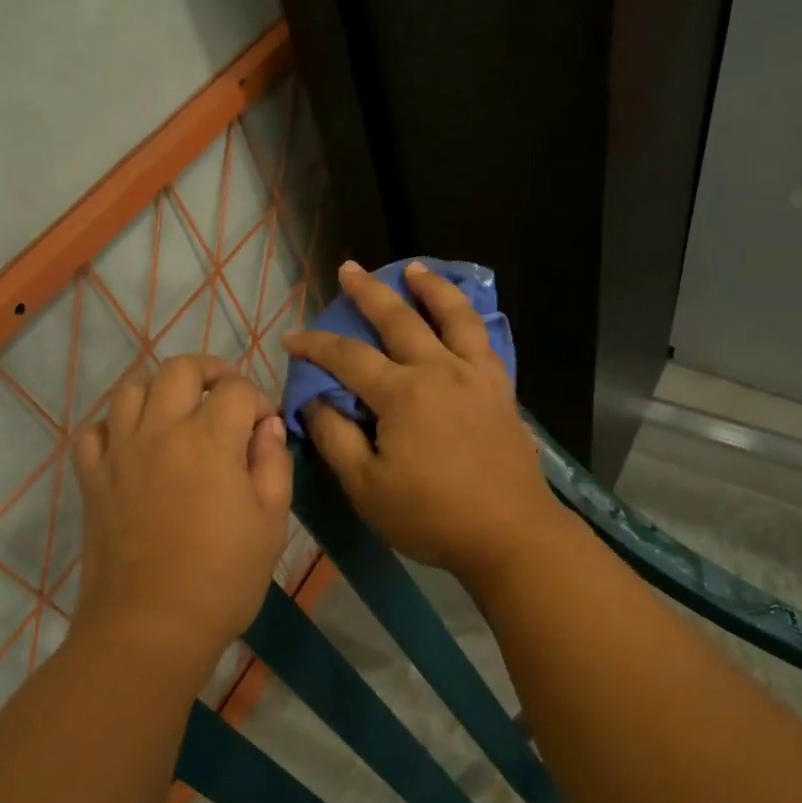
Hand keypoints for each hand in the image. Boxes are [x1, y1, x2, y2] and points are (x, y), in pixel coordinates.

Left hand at [71, 355, 290, 675]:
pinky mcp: (92, 478)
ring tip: (180, 411)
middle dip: (211, 371)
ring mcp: (119, 452)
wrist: (150, 629)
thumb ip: (273, 463)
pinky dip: (116, 425)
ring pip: (131, 387)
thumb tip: (267, 427)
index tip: (267, 428)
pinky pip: (95, 430)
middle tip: (227, 397)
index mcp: (209, 439)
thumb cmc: (223, 578)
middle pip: (180, 369)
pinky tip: (135, 445)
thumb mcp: (271, 522)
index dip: (259, 401)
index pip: (237, 390)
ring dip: (161, 389)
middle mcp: (160, 431)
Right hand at [285, 261, 566, 585]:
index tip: (291, 338)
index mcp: (402, 393)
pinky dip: (469, 320)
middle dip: (369, 291)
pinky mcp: (502, 391)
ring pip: (454, 317)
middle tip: (350, 269)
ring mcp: (477, 377)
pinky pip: (485, 341)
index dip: (315, 344)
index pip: (347, 357)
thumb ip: (335, 439)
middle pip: (400, 319)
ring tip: (415, 270)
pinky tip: (463, 319)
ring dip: (432, 288)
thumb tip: (315, 402)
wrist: (510, 533)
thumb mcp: (366, 487)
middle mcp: (440, 371)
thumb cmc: (431, 515)